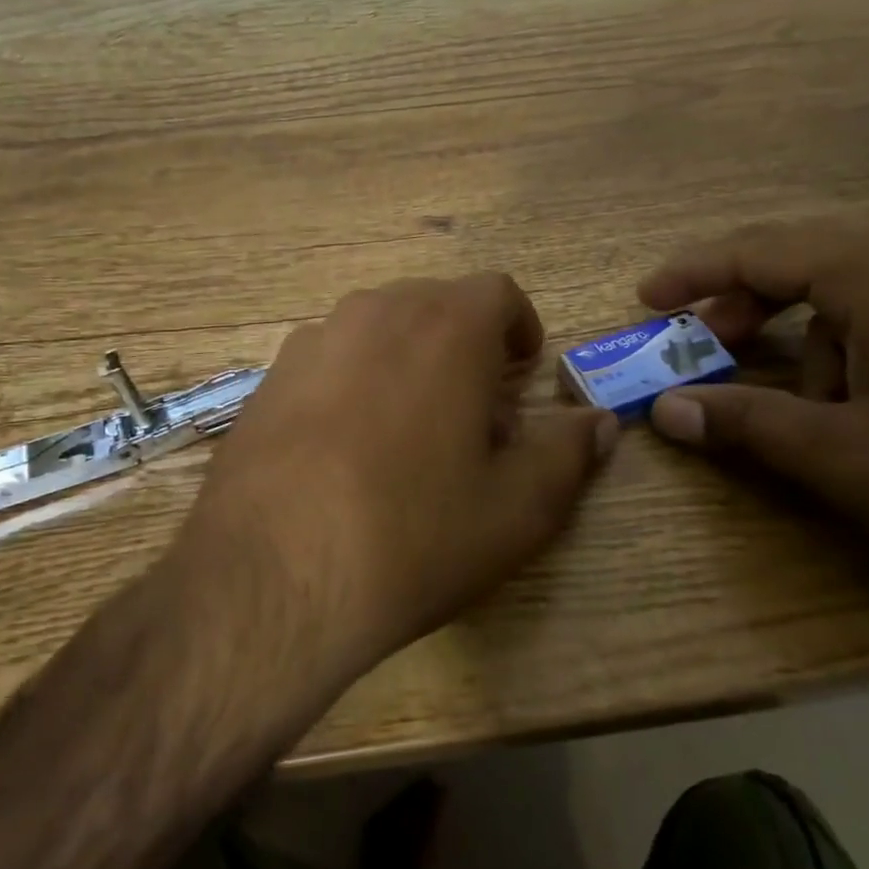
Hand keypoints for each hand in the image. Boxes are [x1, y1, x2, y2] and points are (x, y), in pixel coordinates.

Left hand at [180, 274, 618, 678]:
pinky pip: (331, 358)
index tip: (522, 370)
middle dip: (466, 346)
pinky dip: (356, 380)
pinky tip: (346, 447)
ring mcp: (314, 340)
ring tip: (411, 433)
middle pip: (436, 306)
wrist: (271, 576)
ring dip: (409, 360)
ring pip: (380, 329)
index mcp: (446, 327)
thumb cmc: (413, 534)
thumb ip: (568, 454)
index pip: (497, 292)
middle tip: (474, 414)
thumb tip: (600, 422)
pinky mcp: (269, 376)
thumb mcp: (517, 509)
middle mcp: (376, 312)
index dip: (519, 326)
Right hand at [637, 220, 868, 642]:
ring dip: (798, 343)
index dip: (691, 273)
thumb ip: (744, 424)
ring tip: (794, 410)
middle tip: (700, 347)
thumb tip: (663, 411)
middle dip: (740, 304)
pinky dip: (845, 357)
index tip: (644, 299)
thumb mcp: (843, 456)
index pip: (756, 250)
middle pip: (798, 262)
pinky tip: (858, 415)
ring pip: (844, 298)